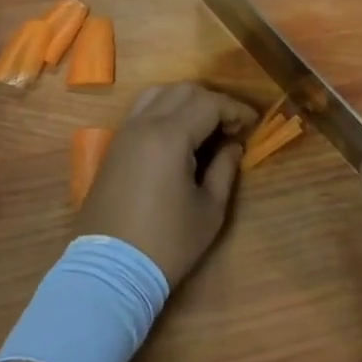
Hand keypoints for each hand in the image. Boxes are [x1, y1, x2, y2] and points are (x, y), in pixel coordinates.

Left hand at [76, 83, 258, 284]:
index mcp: (170, 136)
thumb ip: (224, 170)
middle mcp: (145, 123)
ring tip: (204, 124)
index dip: (235, 109)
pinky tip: (178, 133)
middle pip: (184, 90)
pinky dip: (165, 108)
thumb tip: (233, 146)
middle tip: (231, 126)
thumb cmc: (166, 243)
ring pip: (159, 93)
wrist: (108, 271)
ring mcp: (125, 132)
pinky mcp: (114, 145)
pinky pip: (142, 109)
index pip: (209, 103)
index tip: (253, 124)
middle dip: (213, 101)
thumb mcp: (208, 211)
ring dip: (186, 100)